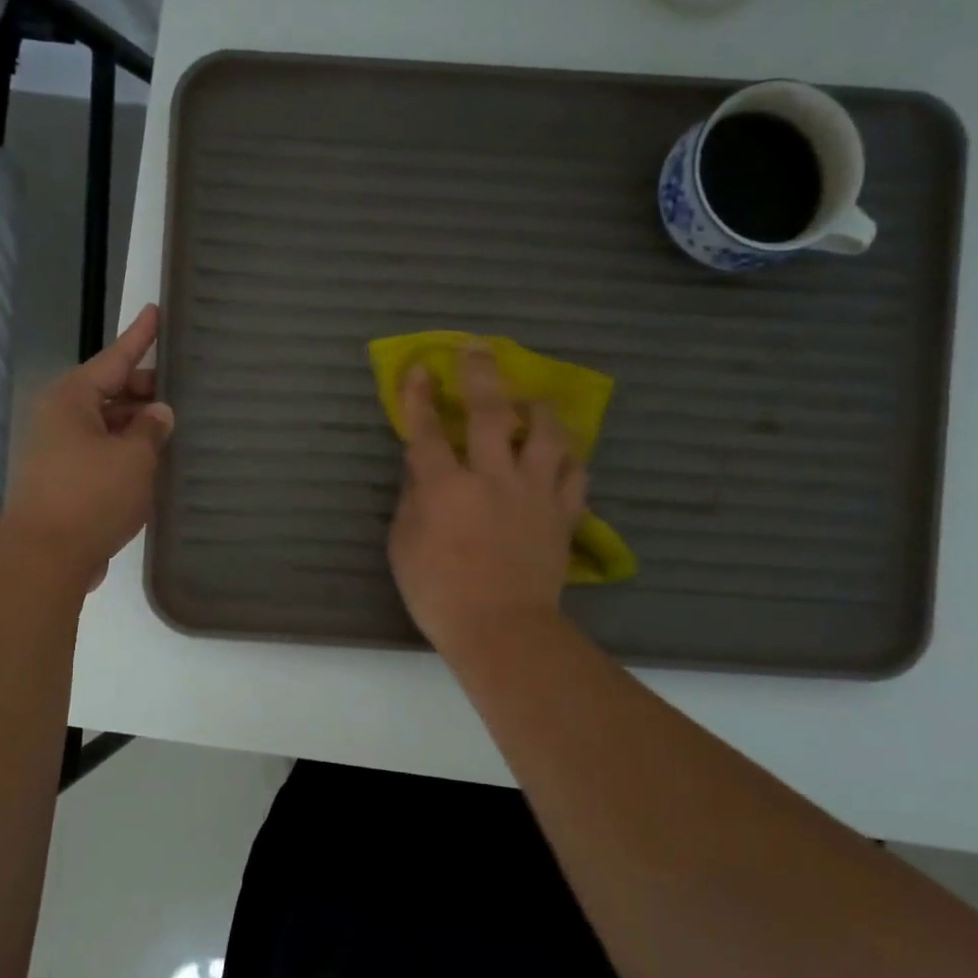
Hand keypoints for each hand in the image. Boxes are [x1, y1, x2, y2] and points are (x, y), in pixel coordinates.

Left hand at [0, 305, 174, 588]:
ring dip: (139, 426)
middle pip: (111, 391)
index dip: (140, 337)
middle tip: (185, 389)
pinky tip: (156, 462)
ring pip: (109, 425)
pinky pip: (103, 453)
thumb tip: (159, 413)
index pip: (115, 358)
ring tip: (178, 427)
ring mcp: (59, 450)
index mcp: (72, 398)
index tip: (156, 312)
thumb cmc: (91, 495)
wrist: (45, 558)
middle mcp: (61, 417)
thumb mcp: (134, 456)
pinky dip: (127, 453)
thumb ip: (151, 428)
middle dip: (146, 391)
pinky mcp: (65, 480)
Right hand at [387, 346, 585, 654]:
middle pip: (488, 412)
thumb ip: (410, 501)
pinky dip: (569, 459)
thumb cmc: (439, 593)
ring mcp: (532, 493)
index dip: (420, 396)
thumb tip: (419, 469)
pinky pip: (574, 475)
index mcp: (445, 486)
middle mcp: (491, 477)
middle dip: (481, 374)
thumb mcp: (403, 547)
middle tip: (478, 348)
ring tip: (534, 401)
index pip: (427, 429)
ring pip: (545, 434)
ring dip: (538, 410)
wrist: (502, 629)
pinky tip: (563, 454)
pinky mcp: (561, 514)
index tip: (420, 369)